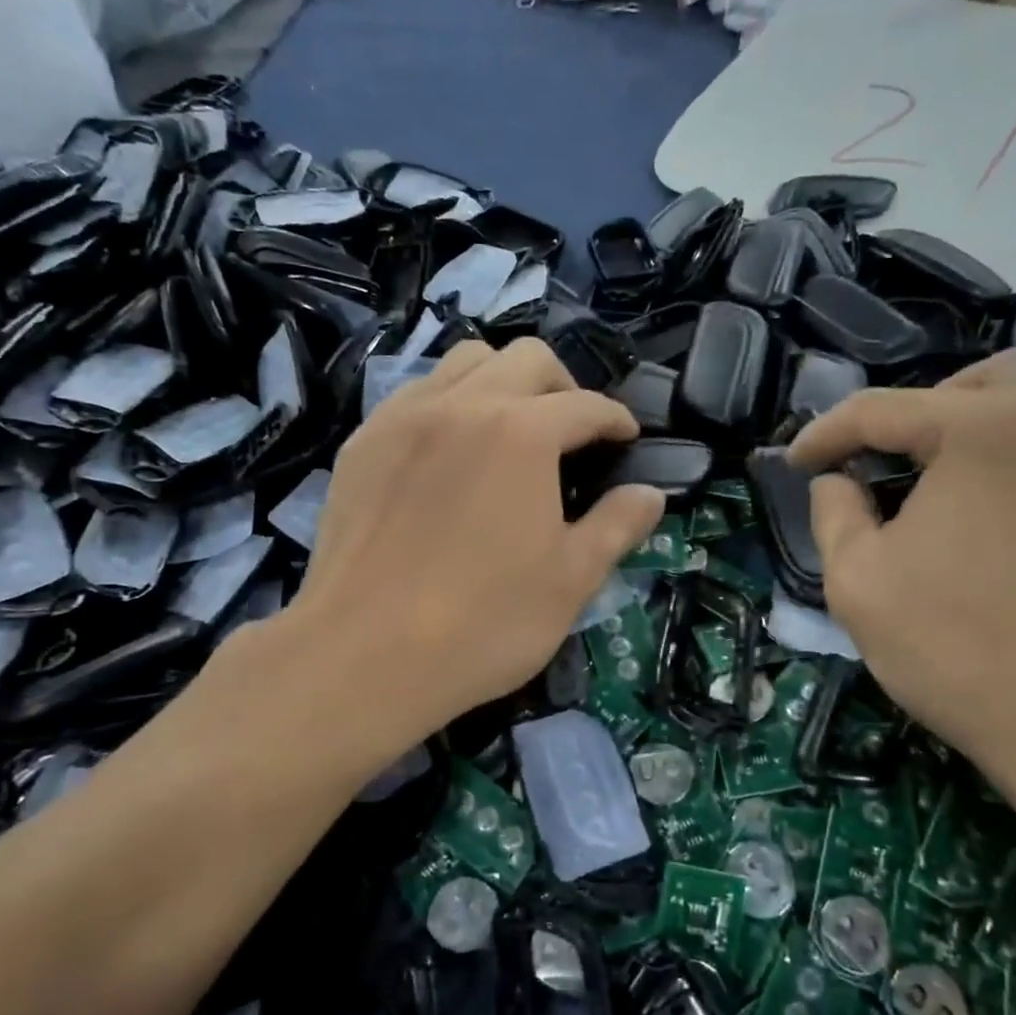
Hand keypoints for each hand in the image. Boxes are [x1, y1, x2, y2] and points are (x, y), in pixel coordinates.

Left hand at [285, 339, 664, 740]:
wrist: (364, 655)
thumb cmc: (483, 623)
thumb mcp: (571, 581)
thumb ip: (617, 526)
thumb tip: (651, 494)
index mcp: (522, 433)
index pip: (586, 405)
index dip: (616, 420)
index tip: (627, 440)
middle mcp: (463, 405)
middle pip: (527, 359)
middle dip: (564, 386)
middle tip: (574, 433)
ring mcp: (404, 418)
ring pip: (465, 362)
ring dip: (503, 381)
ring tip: (512, 430)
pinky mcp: (363, 443)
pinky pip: (417, 393)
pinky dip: (450, 402)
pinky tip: (452, 452)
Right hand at [789, 351, 1015, 851]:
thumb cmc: (959, 647)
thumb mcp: (856, 579)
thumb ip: (833, 511)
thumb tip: (839, 480)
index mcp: (981, 427)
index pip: (880, 411)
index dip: (824, 435)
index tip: (792, 465)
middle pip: (967, 382)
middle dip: (910, 414)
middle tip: (877, 465)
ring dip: (967, 424)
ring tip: (933, 479)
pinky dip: (1012, 453)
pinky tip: (988, 509)